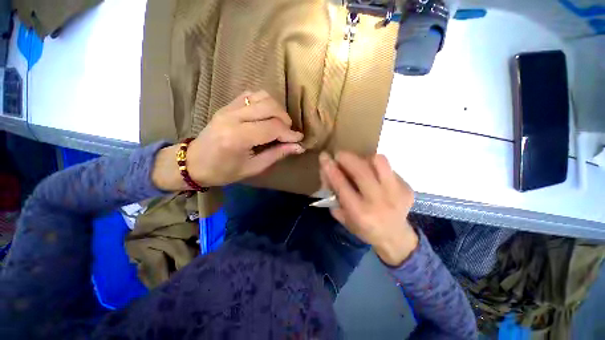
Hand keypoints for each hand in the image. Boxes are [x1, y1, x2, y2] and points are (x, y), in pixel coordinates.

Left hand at [153, 91, 304, 190]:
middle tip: (288, 133)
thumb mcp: (253, 167)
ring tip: (278, 123)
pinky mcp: (227, 105)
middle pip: (270, 107)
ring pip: (262, 96)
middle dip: (285, 120)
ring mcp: (228, 108)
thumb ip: (277, 154)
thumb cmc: (224, 171)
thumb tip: (298, 146)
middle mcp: (233, 117)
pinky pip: (251, 94)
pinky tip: (266, 115)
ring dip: (276, 109)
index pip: (273, 127)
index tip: (299, 139)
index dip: (290, 133)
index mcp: (238, 137)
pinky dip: (264, 102)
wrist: (194, 162)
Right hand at [319, 152, 417, 266]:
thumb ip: (332, 194)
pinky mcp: (407, 187)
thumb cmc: (363, 228)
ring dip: (365, 159)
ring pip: (380, 162)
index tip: (324, 156)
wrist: (395, 237)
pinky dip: (377, 167)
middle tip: (339, 155)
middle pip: (362, 170)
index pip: (342, 185)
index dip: (331, 169)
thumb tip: (326, 171)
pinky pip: (388, 167)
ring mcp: (396, 193)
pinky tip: (374, 176)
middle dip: (347, 157)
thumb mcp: (342, 216)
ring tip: (360, 165)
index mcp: (360, 213)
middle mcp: (379, 202)